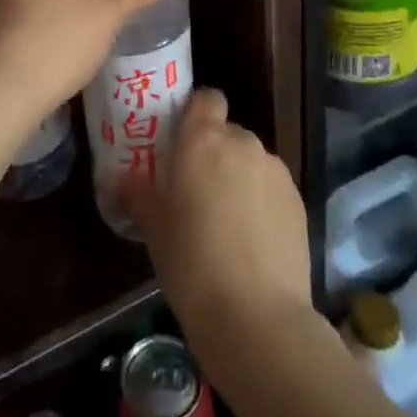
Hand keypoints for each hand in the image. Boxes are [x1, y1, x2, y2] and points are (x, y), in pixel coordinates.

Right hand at [124, 90, 311, 349]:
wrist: (256, 317)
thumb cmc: (191, 263)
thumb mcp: (154, 228)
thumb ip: (138, 193)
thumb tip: (119, 179)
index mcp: (202, 140)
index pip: (206, 99)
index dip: (196, 114)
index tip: (181, 142)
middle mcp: (242, 143)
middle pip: (228, 133)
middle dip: (215, 154)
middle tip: (197, 191)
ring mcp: (275, 171)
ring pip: (252, 161)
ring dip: (239, 178)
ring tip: (226, 222)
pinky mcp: (298, 201)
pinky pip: (272, 188)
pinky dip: (262, 202)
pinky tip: (252, 241)